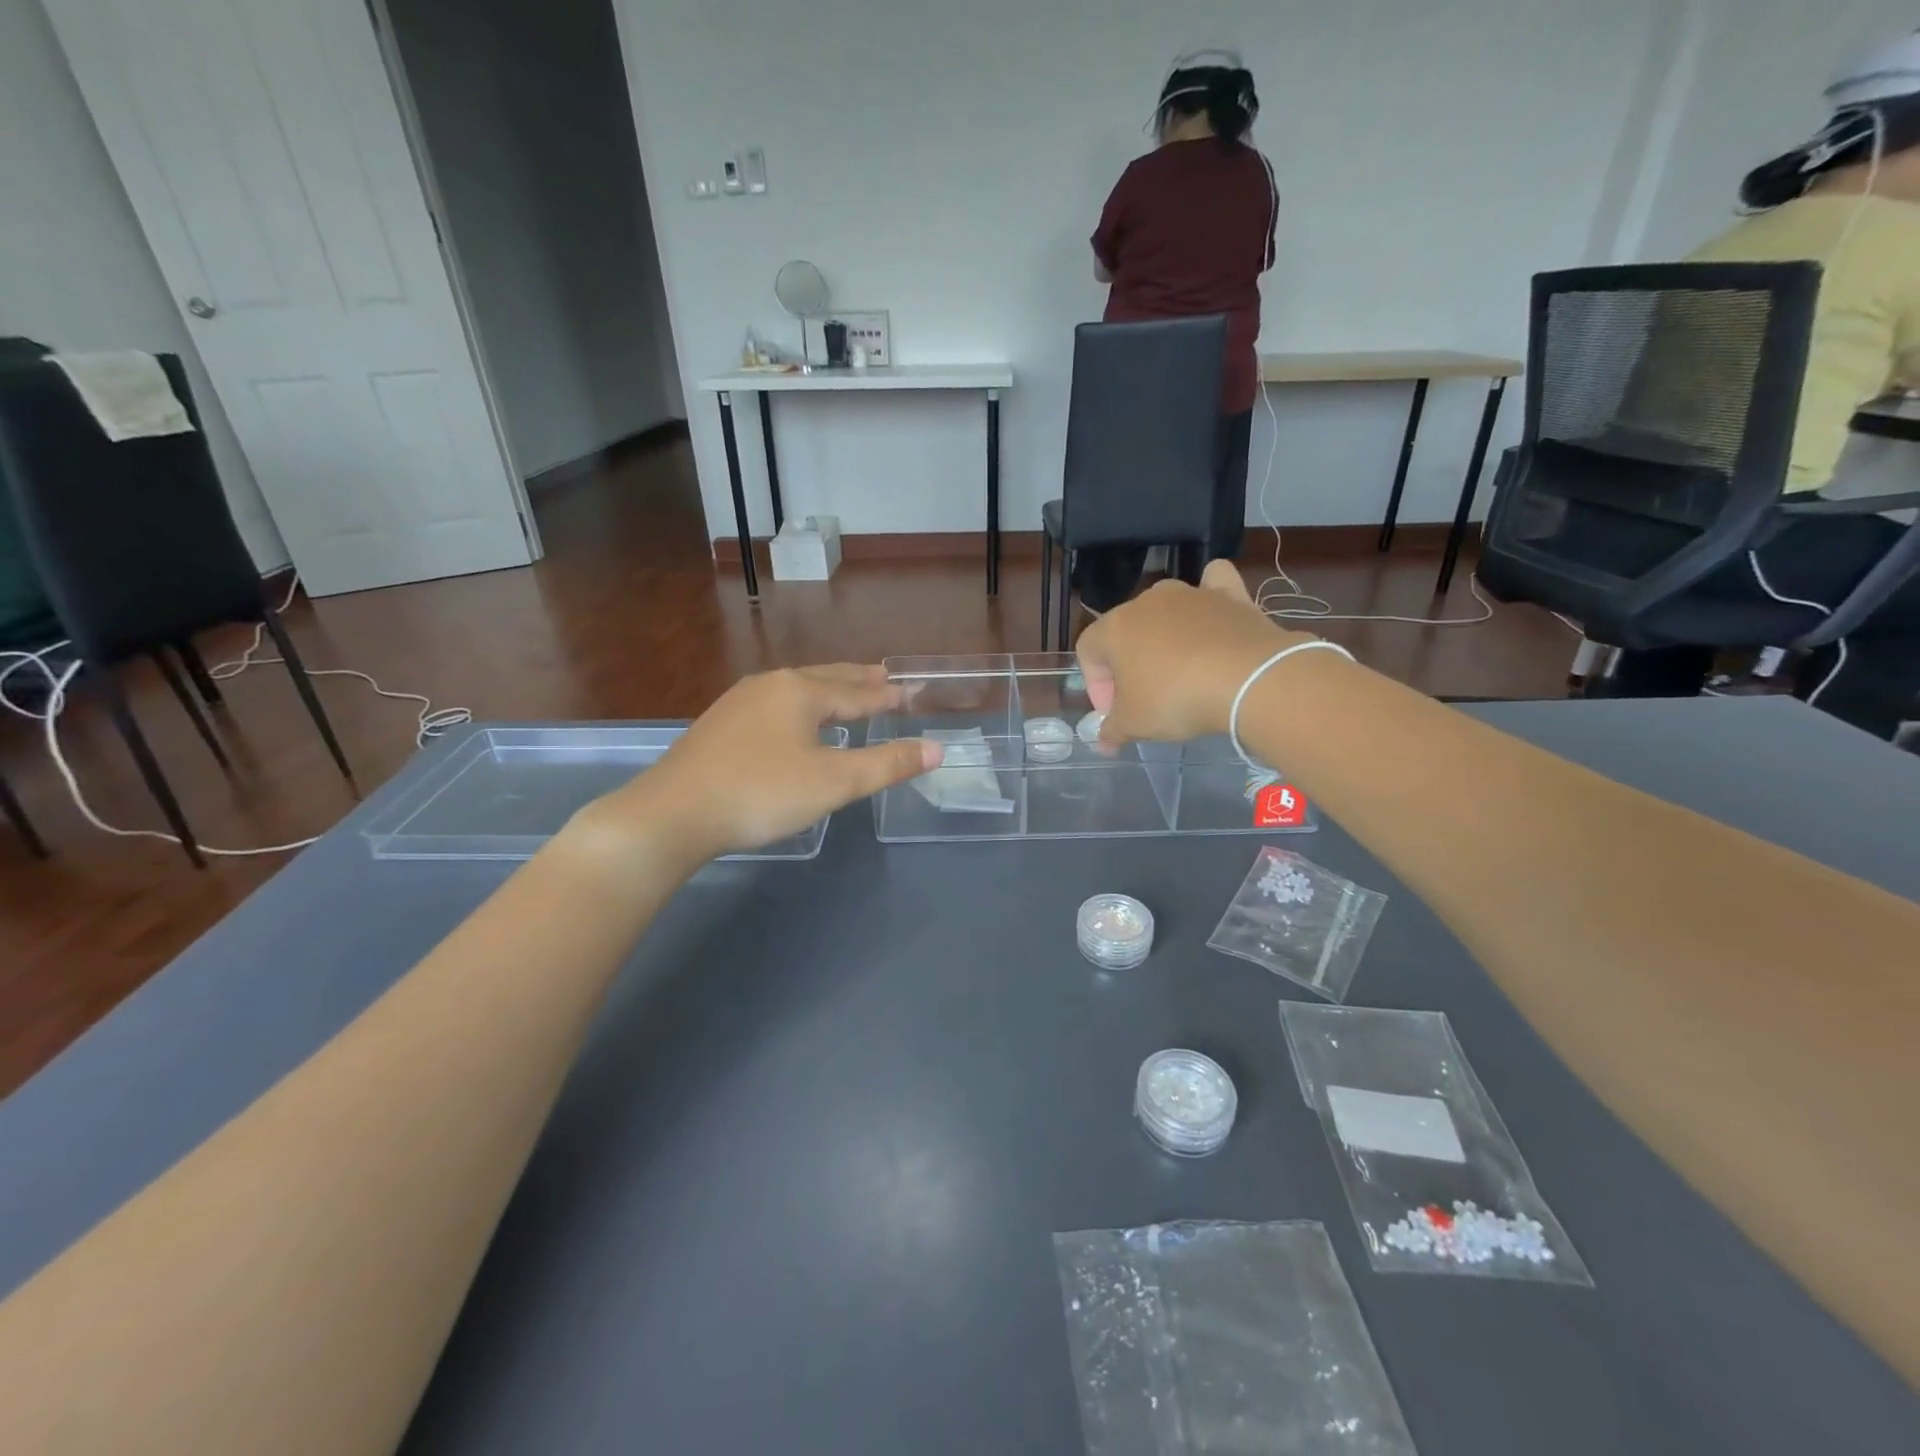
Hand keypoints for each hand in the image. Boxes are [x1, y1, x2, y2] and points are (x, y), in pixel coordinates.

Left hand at [578, 666, 936, 862]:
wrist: (673, 813)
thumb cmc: (762, 792)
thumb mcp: (834, 782)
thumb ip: (887, 764)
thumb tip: (936, 749)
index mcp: (801, 691)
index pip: (857, 691)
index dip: (887, 696)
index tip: (911, 691)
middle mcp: (771, 685)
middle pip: (826, 678)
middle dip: (858, 680)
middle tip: (885, 677)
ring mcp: (739, 702)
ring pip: (796, 689)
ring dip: (827, 690)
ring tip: (846, 692)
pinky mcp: (719, 724)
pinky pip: (774, 705)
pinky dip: (799, 706)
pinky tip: (793, 720)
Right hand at [1076, 562, 1318, 743]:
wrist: (1249, 679)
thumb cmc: (1176, 699)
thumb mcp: (1135, 724)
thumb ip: (1112, 731)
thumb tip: (1103, 742)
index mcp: (1115, 627)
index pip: (1088, 651)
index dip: (1096, 685)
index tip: (1116, 713)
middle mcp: (1147, 602)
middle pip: (1125, 631)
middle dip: (1128, 665)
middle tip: (1145, 699)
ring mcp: (1190, 594)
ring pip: (1165, 609)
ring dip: (1164, 637)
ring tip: (1180, 672)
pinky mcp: (1229, 594)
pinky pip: (1213, 584)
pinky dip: (1210, 596)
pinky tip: (1213, 614)